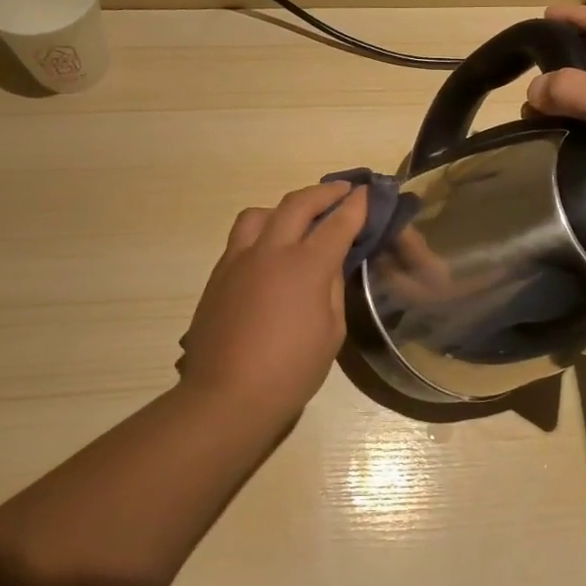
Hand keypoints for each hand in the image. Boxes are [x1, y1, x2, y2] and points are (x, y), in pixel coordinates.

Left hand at [177, 181, 368, 416]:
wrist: (227, 395)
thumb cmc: (290, 371)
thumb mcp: (330, 332)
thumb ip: (332, 289)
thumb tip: (330, 265)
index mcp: (305, 267)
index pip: (337, 224)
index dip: (356, 206)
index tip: (367, 193)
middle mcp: (270, 252)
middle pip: (298, 204)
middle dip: (325, 193)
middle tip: (342, 191)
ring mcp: (239, 259)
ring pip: (261, 214)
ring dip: (285, 207)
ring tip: (298, 218)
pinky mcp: (218, 274)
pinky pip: (241, 237)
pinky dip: (262, 230)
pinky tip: (270, 250)